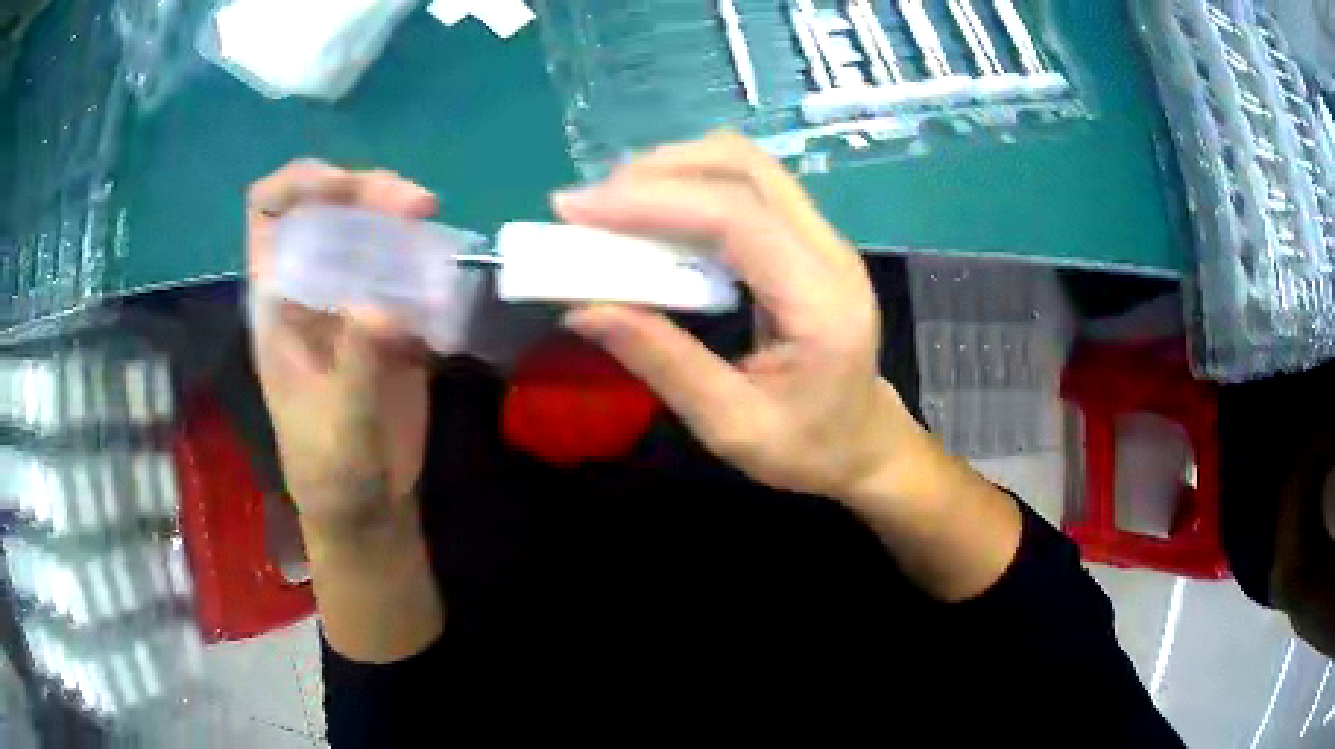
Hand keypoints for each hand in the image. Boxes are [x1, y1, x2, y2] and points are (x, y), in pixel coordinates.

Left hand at [247, 160, 438, 541]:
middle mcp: (310, 287)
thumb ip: (358, 366)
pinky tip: (443, 275)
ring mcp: (350, 299)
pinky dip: (424, 258)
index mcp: (278, 303)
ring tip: (432, 225)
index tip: (345, 188)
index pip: (269, 213)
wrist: (367, 503)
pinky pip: (404, 266)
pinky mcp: (389, 317)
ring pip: (368, 228)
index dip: (301, 184)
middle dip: (367, 190)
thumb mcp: (340, 425)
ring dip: (399, 217)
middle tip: (416, 206)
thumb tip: (386, 306)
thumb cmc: (333, 469)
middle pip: (329, 206)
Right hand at [555, 132, 927, 506]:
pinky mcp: (807, 236)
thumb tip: (582, 308)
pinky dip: (692, 185)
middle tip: (590, 207)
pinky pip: (747, 185)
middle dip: (658, 172)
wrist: (864, 441)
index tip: (577, 210)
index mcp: (821, 301)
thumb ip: (662, 362)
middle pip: (744, 168)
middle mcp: (830, 251)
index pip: (736, 217)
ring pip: (746, 165)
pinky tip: (655, 213)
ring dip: (674, 171)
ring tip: (614, 205)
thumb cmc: (808, 446)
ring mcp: (823, 236)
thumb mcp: (731, 426)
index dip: (652, 202)